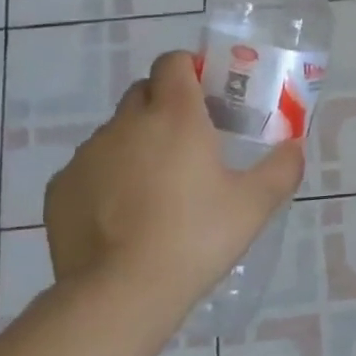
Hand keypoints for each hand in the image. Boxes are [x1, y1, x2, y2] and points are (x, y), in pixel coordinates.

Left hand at [43, 52, 303, 322]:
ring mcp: (88, 154)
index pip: (173, 62)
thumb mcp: (254, 206)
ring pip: (116, 133)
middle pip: (144, 92)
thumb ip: (282, 169)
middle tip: (189, 143)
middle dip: (164, 105)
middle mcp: (126, 123)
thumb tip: (294, 148)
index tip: (206, 96)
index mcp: (174, 116)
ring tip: (156, 191)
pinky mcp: (61, 187)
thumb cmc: (196, 238)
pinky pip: (90, 168)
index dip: (189, 70)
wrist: (122, 293)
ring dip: (136, 145)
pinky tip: (122, 218)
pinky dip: (107, 179)